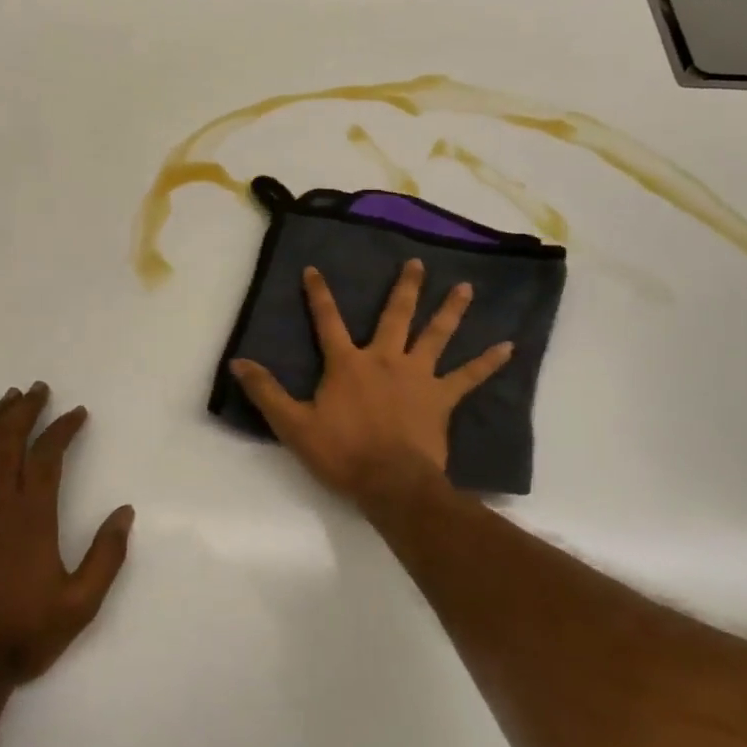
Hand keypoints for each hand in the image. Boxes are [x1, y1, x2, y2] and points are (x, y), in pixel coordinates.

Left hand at [0, 383, 134, 685]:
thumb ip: (106, 556)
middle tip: (38, 389)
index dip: (63, 429)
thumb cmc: (24, 635)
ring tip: (9, 398)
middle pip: (10, 443)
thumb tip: (125, 512)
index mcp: (33, 516)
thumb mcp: (82, 604)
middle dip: (26, 411)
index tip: (77, 413)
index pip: (48, 456)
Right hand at [229, 260, 512, 508]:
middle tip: (418, 263)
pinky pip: (468, 377)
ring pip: (436, 335)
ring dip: (450, 310)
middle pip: (395, 316)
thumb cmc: (341, 452)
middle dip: (405, 288)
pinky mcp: (441, 398)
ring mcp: (417, 376)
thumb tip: (238, 362)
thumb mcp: (293, 424)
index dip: (319, 294)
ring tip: (466, 288)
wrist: (390, 482)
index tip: (313, 269)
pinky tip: (509, 347)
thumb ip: (266, 391)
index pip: (327, 320)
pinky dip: (488, 362)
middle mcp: (384, 359)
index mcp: (348, 363)